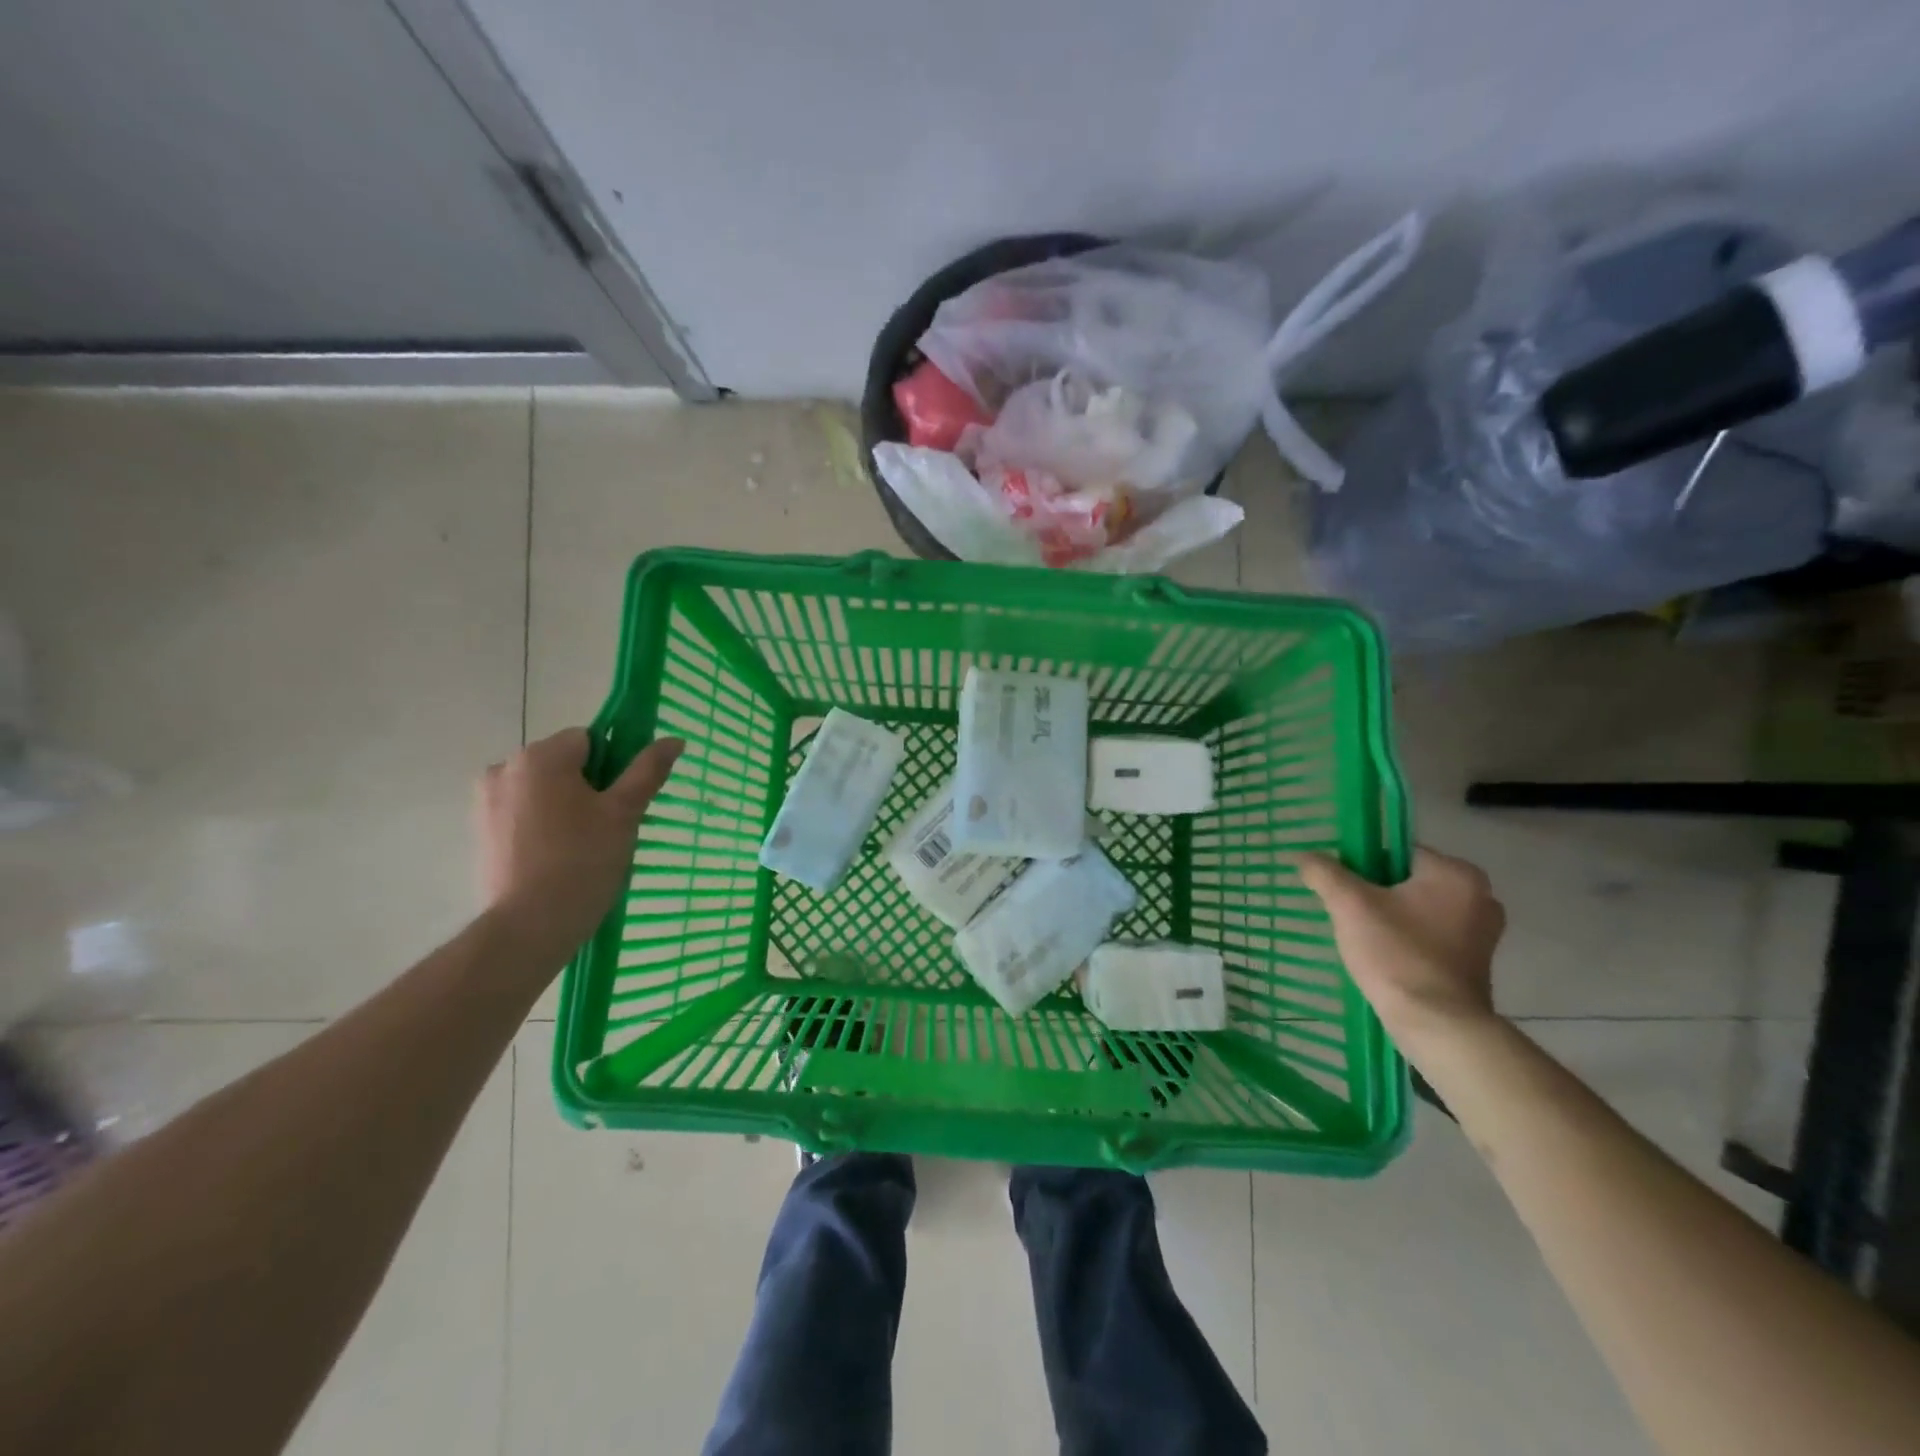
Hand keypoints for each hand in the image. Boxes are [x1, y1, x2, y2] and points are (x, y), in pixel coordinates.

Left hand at [476, 728, 683, 951]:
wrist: (529, 926)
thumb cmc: (582, 861)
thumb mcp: (624, 813)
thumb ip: (648, 770)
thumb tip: (674, 739)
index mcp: (540, 756)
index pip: (590, 739)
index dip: (615, 765)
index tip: (624, 799)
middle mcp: (505, 768)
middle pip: (564, 762)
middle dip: (590, 785)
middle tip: (611, 826)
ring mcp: (487, 800)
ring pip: (545, 788)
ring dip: (568, 805)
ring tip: (586, 845)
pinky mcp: (482, 830)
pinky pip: (525, 811)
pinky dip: (545, 824)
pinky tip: (559, 856)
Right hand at [1290, 846, 1505, 1045]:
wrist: (1436, 1026)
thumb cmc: (1396, 955)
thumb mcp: (1349, 905)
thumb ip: (1324, 872)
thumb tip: (1304, 855)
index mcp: (1456, 873)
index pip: (1398, 852)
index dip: (1363, 867)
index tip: (1344, 890)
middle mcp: (1480, 895)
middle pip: (1408, 880)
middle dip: (1376, 893)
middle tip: (1350, 914)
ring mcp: (1483, 931)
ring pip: (1419, 908)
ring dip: (1391, 916)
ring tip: (1364, 938)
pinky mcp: (1477, 960)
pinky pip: (1431, 933)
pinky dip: (1409, 938)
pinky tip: (1386, 957)